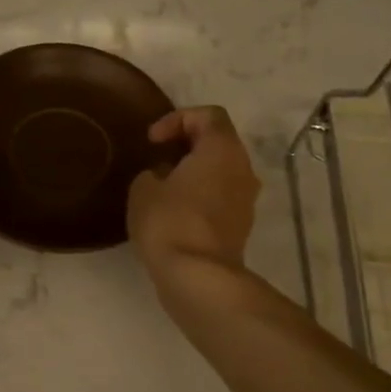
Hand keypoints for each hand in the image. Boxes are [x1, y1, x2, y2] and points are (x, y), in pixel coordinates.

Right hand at [127, 106, 259, 275]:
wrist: (197, 276)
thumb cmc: (169, 221)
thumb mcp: (143, 188)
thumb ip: (154, 172)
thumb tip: (165, 176)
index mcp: (223, 149)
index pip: (208, 115)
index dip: (177, 119)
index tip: (153, 140)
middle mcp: (243, 168)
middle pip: (219, 143)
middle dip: (187, 146)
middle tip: (158, 158)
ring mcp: (246, 200)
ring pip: (221, 172)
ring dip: (195, 174)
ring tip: (164, 187)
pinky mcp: (241, 226)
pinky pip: (221, 198)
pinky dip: (201, 197)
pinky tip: (174, 213)